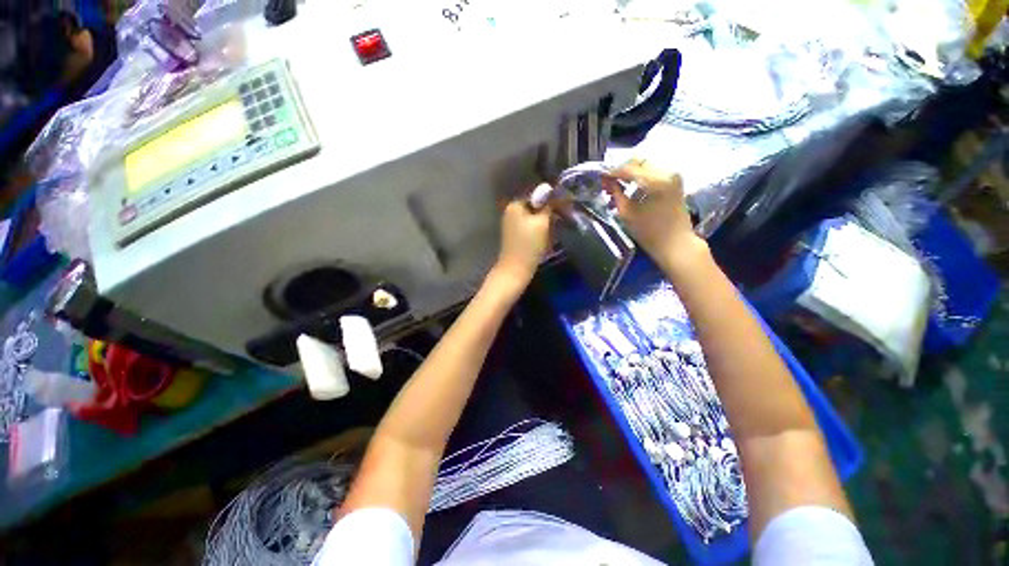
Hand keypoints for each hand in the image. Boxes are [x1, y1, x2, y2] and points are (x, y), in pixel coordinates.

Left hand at [491, 190, 552, 292]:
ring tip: (553, 231)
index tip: (564, 207)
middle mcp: (511, 211)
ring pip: (534, 218)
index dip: (551, 200)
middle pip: (535, 206)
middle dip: (548, 212)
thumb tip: (550, 188)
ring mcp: (512, 224)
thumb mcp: (542, 222)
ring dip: (545, 222)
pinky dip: (539, 230)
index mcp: (515, 205)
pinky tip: (546, 239)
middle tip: (560, 220)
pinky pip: (531, 227)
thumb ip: (547, 205)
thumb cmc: (529, 245)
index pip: (537, 195)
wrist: (516, 270)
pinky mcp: (515, 235)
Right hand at [604, 159, 700, 264]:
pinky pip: (653, 170)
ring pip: (646, 164)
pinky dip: (640, 176)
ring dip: (630, 172)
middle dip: (621, 170)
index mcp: (656, 181)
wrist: (676, 243)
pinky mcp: (675, 180)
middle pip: (638, 161)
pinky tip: (630, 186)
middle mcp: (667, 171)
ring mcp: (673, 174)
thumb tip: (607, 181)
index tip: (601, 177)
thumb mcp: (627, 213)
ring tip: (618, 185)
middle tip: (608, 182)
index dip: (612, 172)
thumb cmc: (650, 233)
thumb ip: (616, 193)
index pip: (629, 168)